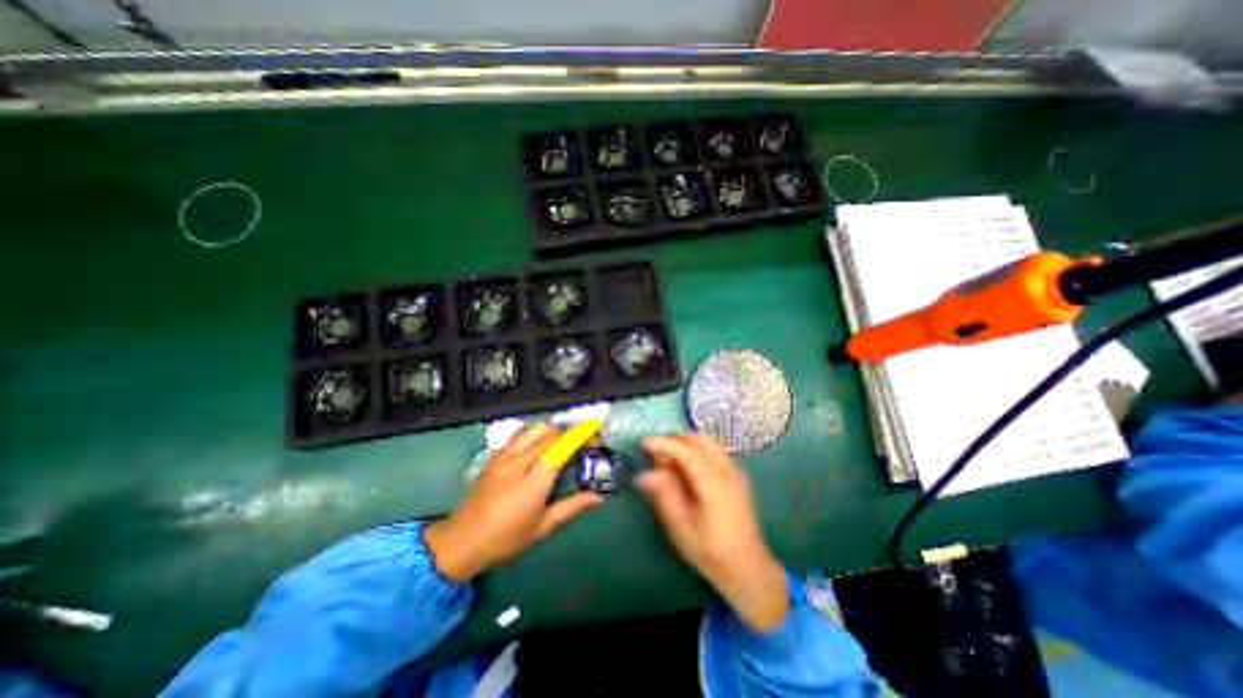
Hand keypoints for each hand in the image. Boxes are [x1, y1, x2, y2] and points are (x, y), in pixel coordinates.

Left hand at [424, 424, 603, 579]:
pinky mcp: (494, 456)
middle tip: (584, 439)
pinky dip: (535, 431)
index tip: (595, 432)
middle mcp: (518, 463)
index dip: (579, 436)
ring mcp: (503, 457)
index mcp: (532, 483)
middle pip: (548, 433)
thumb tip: (598, 498)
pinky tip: (539, 442)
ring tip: (564, 437)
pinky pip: (518, 434)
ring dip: (553, 428)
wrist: (460, 541)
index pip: (559, 448)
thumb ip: (571, 507)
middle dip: (570, 430)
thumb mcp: (542, 528)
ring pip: (532, 428)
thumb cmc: (505, 539)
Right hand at [641, 434, 784, 629]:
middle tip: (656, 452)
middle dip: (675, 439)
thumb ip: (664, 494)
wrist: (747, 568)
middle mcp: (728, 471)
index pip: (686, 450)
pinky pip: (715, 452)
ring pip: (709, 443)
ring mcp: (736, 472)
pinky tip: (687, 470)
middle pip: (700, 439)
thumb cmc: (710, 551)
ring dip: (687, 444)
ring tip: (669, 461)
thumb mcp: (680, 526)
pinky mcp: (738, 477)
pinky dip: (697, 451)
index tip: (642, 444)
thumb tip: (644, 473)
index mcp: (713, 483)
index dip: (663, 443)